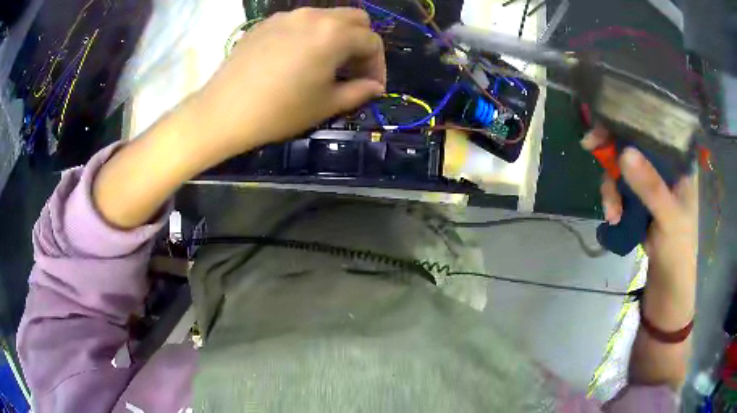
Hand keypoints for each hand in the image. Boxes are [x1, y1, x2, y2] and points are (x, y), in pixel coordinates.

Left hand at [189, 7, 385, 163]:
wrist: (223, 112)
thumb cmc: (279, 111)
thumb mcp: (326, 105)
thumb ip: (359, 91)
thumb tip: (375, 87)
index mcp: (334, 33)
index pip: (372, 41)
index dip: (378, 65)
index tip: (372, 86)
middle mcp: (314, 15)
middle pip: (354, 19)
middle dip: (361, 43)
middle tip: (352, 70)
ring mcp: (287, 16)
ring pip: (326, 16)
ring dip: (336, 36)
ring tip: (325, 64)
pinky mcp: (266, 23)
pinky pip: (299, 22)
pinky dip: (310, 35)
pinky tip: (296, 58)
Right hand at [582, 126, 696, 322]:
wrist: (668, 281)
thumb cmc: (678, 248)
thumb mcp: (668, 217)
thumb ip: (650, 187)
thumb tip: (623, 153)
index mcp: (679, 159)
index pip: (654, 126)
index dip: (629, 118)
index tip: (605, 122)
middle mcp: (664, 163)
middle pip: (633, 142)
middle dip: (613, 152)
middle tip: (591, 149)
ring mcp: (650, 180)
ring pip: (622, 165)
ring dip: (611, 186)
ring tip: (612, 214)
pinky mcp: (639, 197)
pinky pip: (620, 186)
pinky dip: (612, 199)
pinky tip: (613, 218)